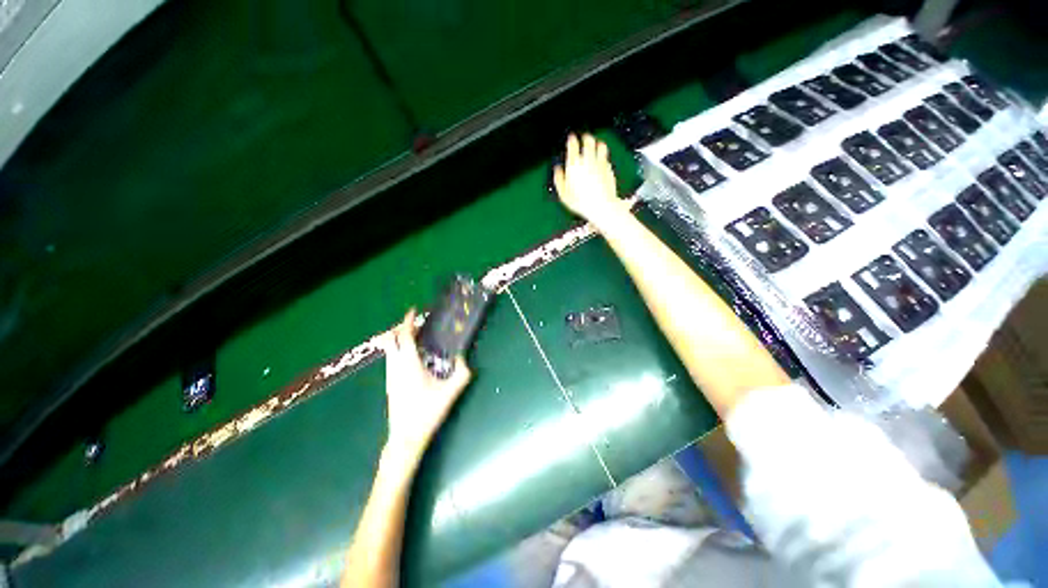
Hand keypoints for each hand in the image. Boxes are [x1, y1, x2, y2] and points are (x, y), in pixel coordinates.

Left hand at [379, 309, 471, 458]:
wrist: (406, 437)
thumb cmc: (427, 413)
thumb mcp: (450, 393)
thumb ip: (462, 374)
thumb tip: (463, 358)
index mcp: (409, 365)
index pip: (405, 337)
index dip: (408, 322)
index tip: (413, 310)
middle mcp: (395, 367)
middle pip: (391, 340)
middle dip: (400, 327)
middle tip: (414, 323)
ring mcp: (389, 376)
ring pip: (388, 350)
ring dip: (398, 338)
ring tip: (413, 336)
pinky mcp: (389, 384)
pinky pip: (390, 358)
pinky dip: (397, 349)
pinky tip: (409, 356)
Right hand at [553, 133, 626, 226]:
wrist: (601, 206)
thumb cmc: (581, 202)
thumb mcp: (563, 194)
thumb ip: (559, 179)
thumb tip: (557, 170)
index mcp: (574, 164)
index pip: (573, 144)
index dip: (571, 139)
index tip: (571, 138)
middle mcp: (588, 160)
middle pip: (588, 141)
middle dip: (586, 137)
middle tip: (585, 137)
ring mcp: (600, 163)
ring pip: (600, 146)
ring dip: (597, 143)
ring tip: (596, 143)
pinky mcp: (609, 169)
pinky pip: (606, 158)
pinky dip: (603, 156)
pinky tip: (602, 160)